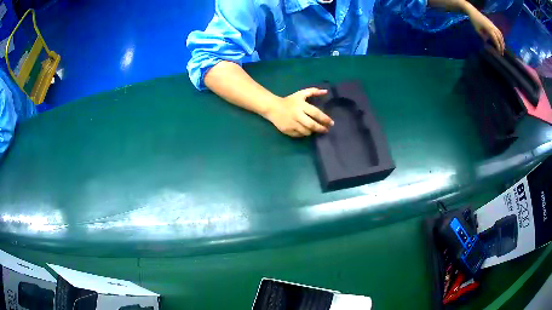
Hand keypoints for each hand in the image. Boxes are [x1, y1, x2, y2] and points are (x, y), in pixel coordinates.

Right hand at [265, 88, 333, 136]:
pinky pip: (299, 135)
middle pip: (312, 125)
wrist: (272, 107)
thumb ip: (313, 92)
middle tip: (326, 130)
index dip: (325, 119)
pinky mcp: (287, 130)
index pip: (316, 113)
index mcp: (301, 106)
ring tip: (314, 129)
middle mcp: (297, 115)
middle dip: (321, 128)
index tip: (331, 123)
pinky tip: (305, 130)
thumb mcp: (301, 94)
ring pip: (306, 132)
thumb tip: (326, 91)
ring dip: (312, 131)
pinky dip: (303, 133)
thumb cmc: (289, 100)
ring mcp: (292, 124)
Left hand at [468, 8, 504, 53]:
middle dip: (502, 46)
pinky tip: (501, 41)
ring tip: (502, 48)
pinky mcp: (492, 24)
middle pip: (500, 38)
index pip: (496, 40)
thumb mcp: (478, 30)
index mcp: (489, 29)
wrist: (473, 11)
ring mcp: (493, 25)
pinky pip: (499, 31)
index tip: (499, 53)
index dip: (498, 47)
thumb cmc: (474, 21)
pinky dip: (501, 37)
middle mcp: (493, 27)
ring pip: (500, 35)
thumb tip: (487, 43)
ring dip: (502, 42)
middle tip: (502, 53)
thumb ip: (483, 37)